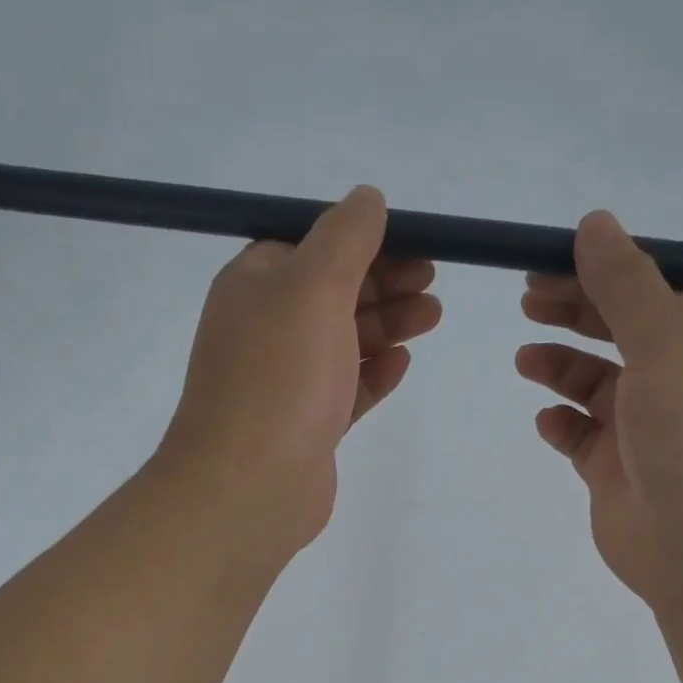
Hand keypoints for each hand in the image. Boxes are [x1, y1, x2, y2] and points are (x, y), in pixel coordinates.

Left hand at [156, 186, 439, 562]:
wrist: (249, 484)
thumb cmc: (280, 375)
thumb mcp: (315, 286)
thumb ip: (346, 238)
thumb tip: (367, 198)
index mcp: (255, 286)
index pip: (312, 248)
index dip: (364, 244)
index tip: (414, 246)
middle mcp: (265, 330)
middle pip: (332, 295)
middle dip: (384, 285)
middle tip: (432, 285)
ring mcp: (284, 383)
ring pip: (342, 343)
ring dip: (386, 327)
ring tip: (431, 319)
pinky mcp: (305, 427)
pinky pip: (344, 391)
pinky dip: (372, 375)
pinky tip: (400, 366)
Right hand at [516, 210, 682, 614]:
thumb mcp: (666, 342)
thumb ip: (625, 284)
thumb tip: (595, 222)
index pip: (650, 292)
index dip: (601, 273)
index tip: (549, 262)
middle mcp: (679, 382)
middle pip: (619, 333)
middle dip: (574, 314)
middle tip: (527, 300)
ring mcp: (646, 431)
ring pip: (596, 386)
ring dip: (561, 367)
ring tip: (525, 360)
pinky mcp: (618, 473)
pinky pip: (582, 439)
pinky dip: (563, 425)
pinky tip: (547, 422)